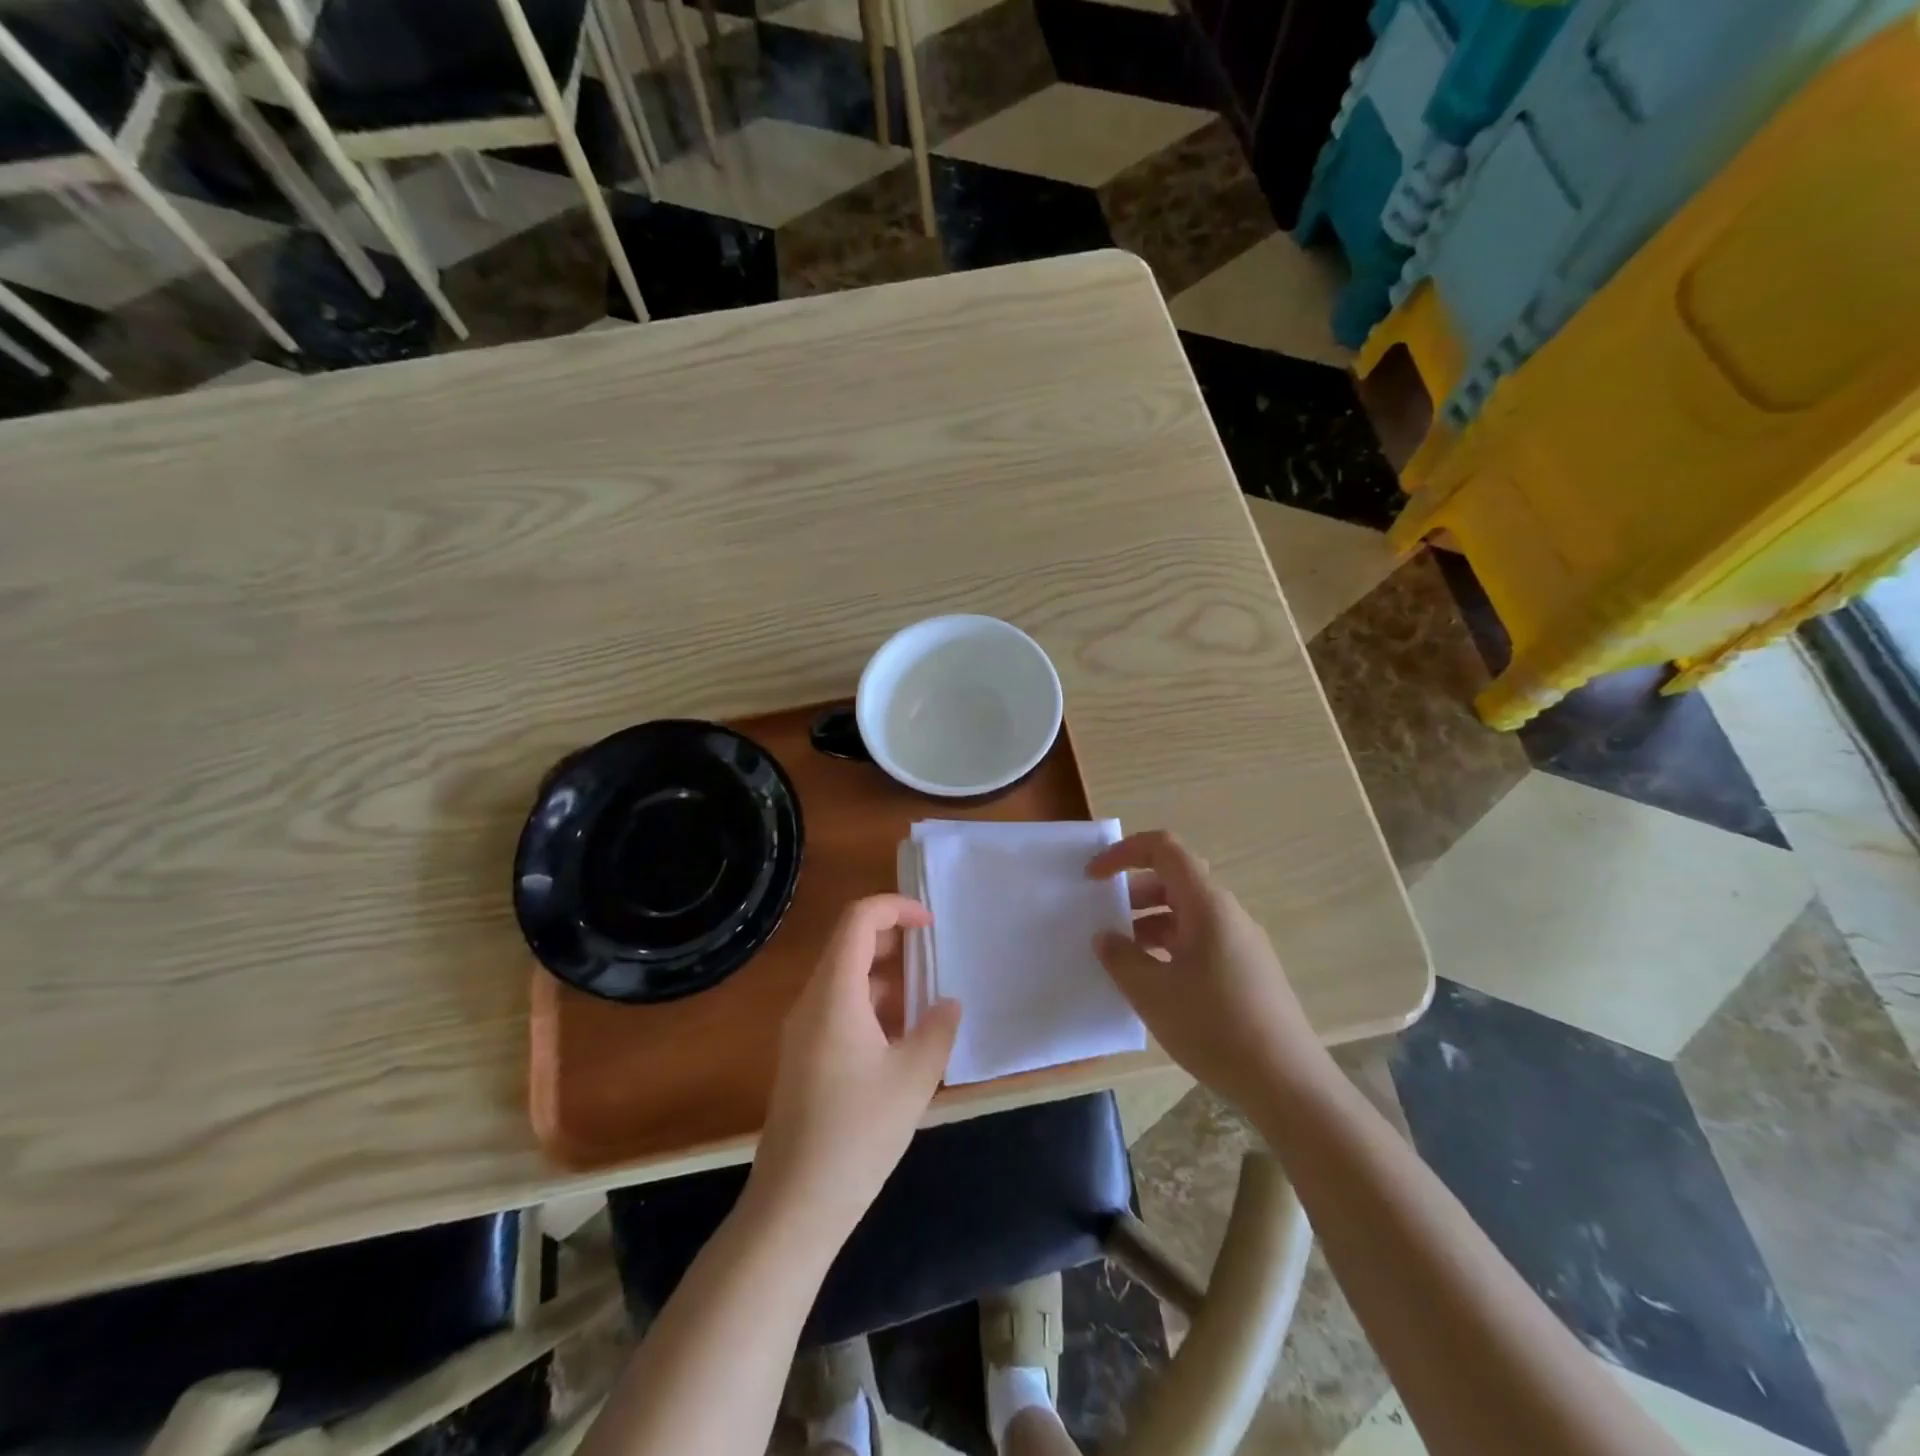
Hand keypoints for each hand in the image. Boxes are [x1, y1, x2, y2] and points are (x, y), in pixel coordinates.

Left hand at [750, 895, 961, 1242]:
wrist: (794, 1204)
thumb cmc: (858, 1132)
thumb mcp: (913, 1078)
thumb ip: (937, 1029)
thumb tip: (947, 1003)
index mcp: (834, 993)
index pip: (858, 920)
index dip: (896, 908)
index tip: (931, 925)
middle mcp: (812, 1001)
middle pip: (849, 944)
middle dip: (894, 940)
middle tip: (934, 957)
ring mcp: (802, 1030)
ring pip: (845, 979)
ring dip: (885, 977)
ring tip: (926, 999)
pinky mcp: (803, 1057)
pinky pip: (838, 1009)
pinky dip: (871, 1005)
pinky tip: (901, 1038)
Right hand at [1088, 830, 1324, 1116]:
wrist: (1287, 1084)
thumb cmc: (1214, 1026)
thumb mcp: (1152, 993)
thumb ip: (1121, 958)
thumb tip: (1106, 937)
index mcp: (1207, 905)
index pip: (1164, 850)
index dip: (1124, 852)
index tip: (1094, 877)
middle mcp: (1227, 914)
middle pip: (1174, 880)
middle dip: (1133, 893)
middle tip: (1103, 920)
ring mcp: (1241, 943)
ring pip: (1187, 914)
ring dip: (1149, 923)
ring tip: (1122, 957)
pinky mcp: (1248, 971)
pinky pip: (1200, 940)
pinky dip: (1170, 946)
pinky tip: (1154, 983)